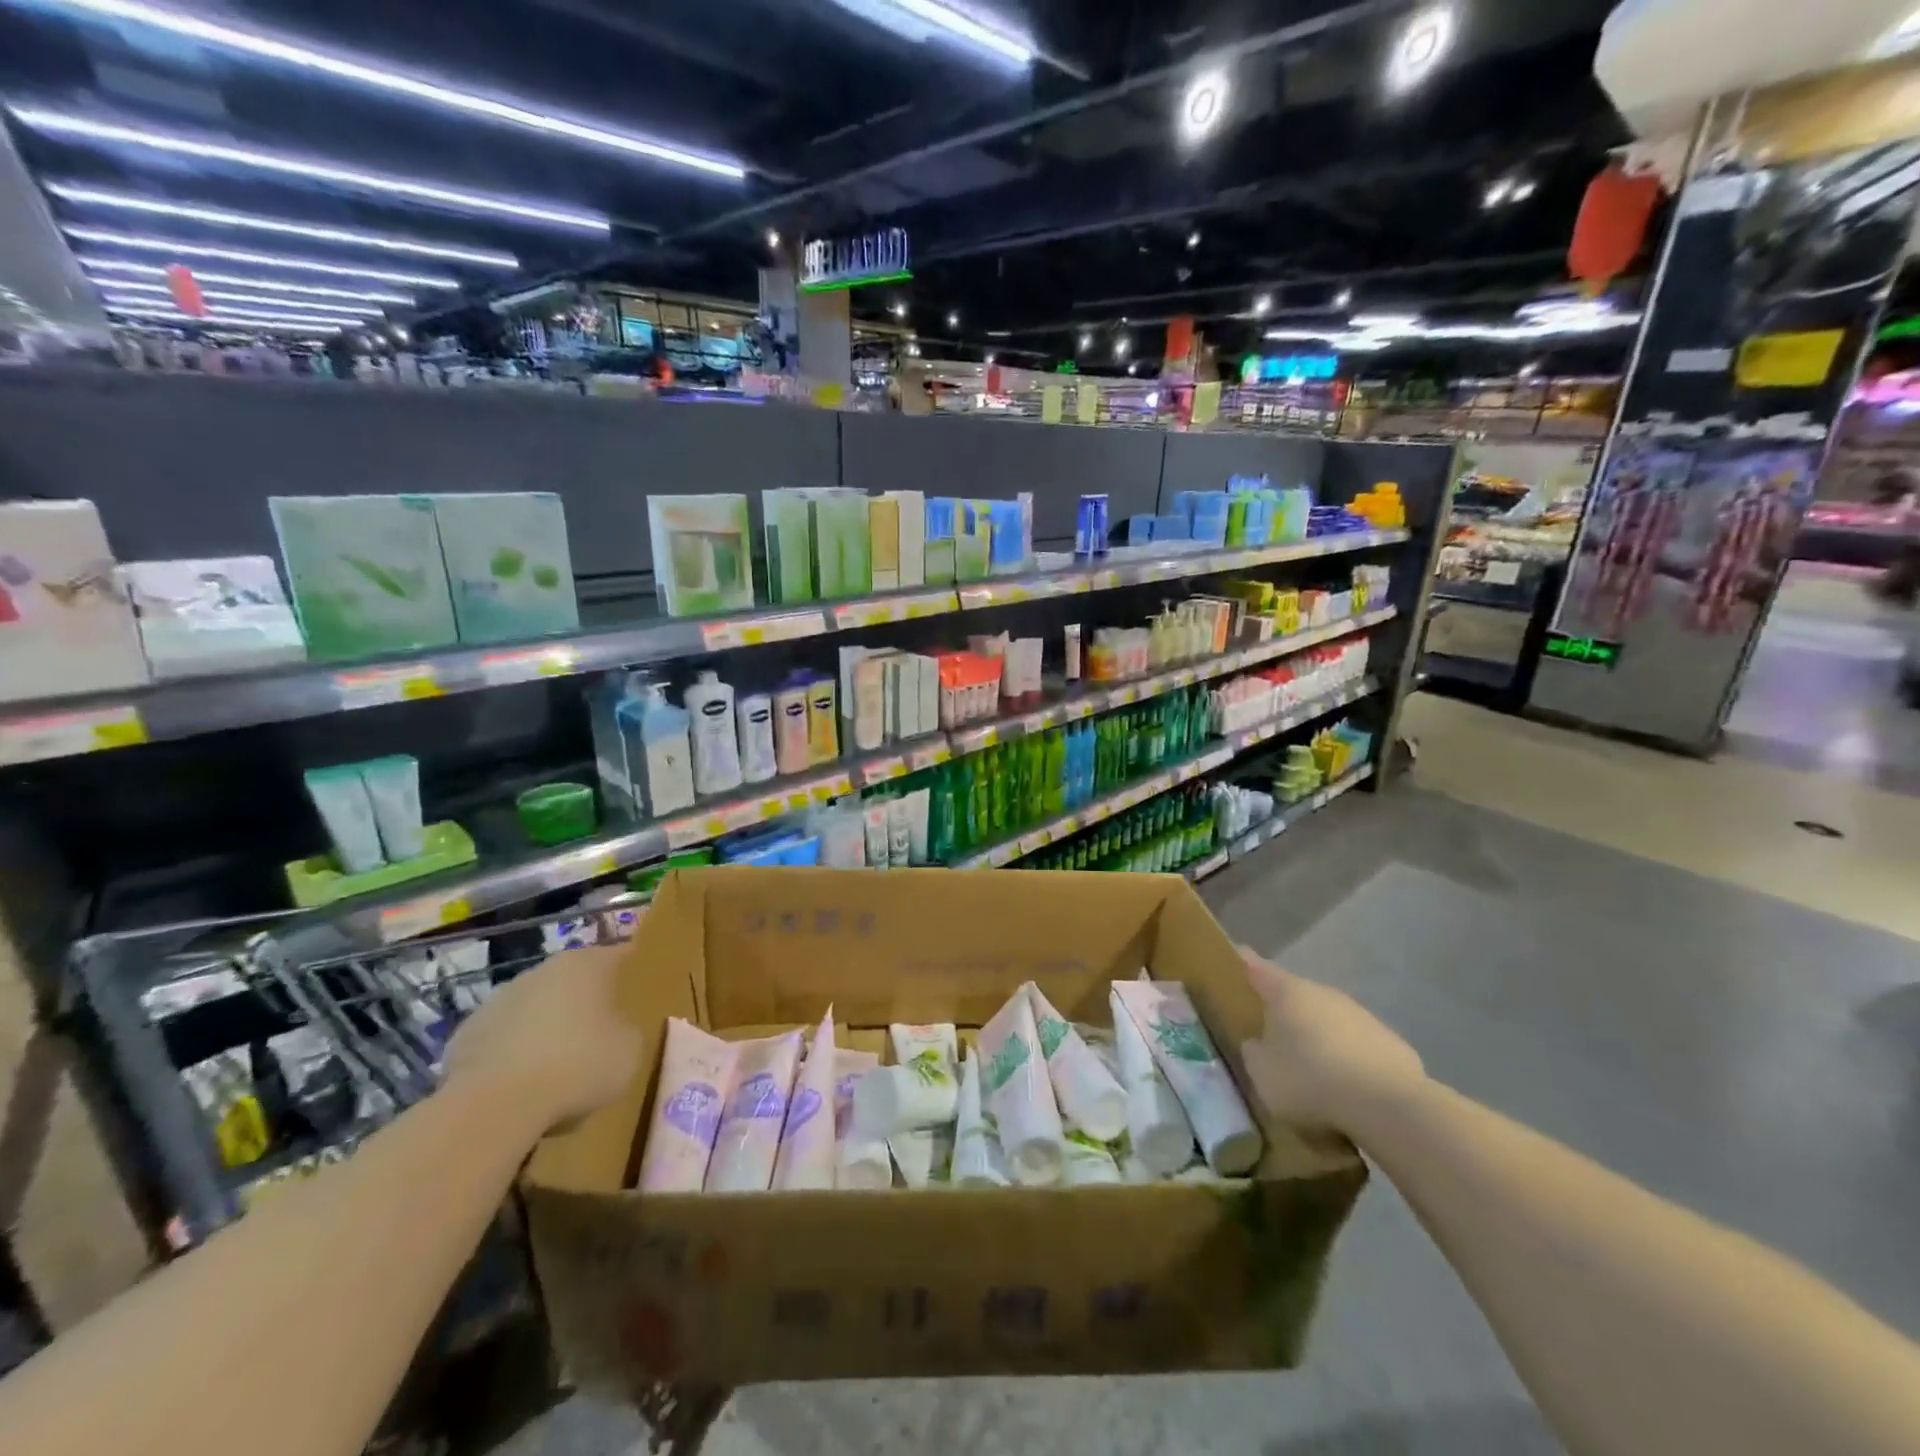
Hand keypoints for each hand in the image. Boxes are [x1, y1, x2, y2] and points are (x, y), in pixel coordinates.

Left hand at [443, 944, 643, 1131]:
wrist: (494, 1106)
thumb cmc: (578, 1065)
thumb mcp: (630, 1050)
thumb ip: (627, 1029)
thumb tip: (615, 1029)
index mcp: (587, 965)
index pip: (619, 954)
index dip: (631, 968)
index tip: (640, 984)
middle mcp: (542, 971)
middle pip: (573, 980)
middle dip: (585, 1000)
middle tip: (601, 1031)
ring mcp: (499, 1000)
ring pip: (535, 1007)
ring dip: (547, 1026)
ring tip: (558, 1065)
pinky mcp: (466, 1034)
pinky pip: (503, 1038)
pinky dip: (514, 1052)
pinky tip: (522, 1082)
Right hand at [1238, 947, 1424, 1136]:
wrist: (1389, 1107)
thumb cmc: (1310, 1080)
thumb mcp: (1261, 1072)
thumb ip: (1254, 1051)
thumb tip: (1258, 1043)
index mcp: (1286, 991)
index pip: (1255, 966)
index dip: (1242, 963)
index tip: (1233, 958)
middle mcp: (1323, 993)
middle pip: (1295, 996)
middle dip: (1282, 1012)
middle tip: (1269, 1035)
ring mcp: (1361, 1015)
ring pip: (1328, 1020)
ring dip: (1317, 1037)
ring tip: (1310, 1071)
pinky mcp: (1391, 1043)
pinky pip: (1357, 1046)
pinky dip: (1347, 1059)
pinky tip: (1346, 1088)